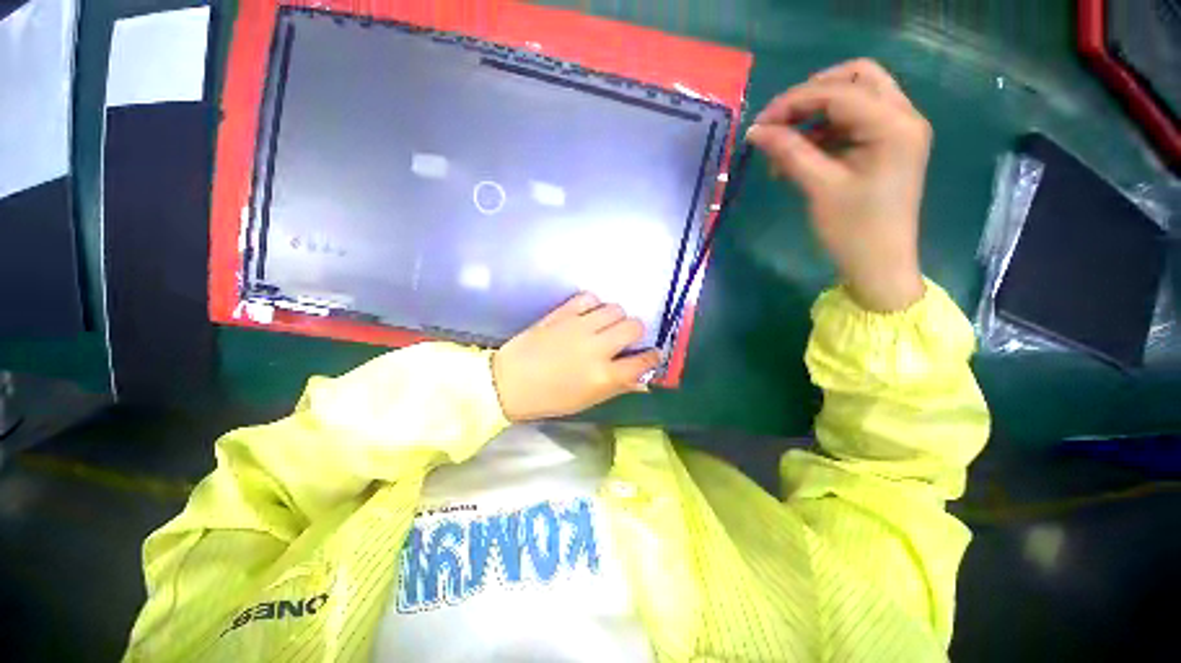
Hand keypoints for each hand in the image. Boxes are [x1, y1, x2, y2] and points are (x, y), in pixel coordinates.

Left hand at [491, 293, 660, 421]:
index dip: (652, 357)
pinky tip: (587, 314)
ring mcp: (579, 326)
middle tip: (624, 338)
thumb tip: (641, 379)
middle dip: (635, 331)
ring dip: (615, 317)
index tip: (651, 355)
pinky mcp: (563, 313)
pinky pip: (589, 297)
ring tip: (604, 325)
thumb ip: (617, 387)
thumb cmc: (550, 398)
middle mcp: (597, 348)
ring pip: (615, 308)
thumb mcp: (587, 401)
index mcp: (604, 375)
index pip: (644, 361)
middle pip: (634, 326)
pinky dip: (593, 304)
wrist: (510, 382)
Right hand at [746, 59, 930, 311]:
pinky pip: (852, 123)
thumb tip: (755, 131)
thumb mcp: (819, 188)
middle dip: (811, 95)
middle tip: (778, 122)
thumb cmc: (853, 230)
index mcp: (893, 124)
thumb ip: (788, 152)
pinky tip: (799, 156)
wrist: (879, 265)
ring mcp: (896, 130)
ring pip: (853, 98)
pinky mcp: (886, 146)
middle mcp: (902, 116)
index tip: (759, 124)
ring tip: (783, 148)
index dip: (794, 101)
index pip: (839, 92)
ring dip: (814, 115)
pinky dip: (823, 132)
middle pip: (855, 79)